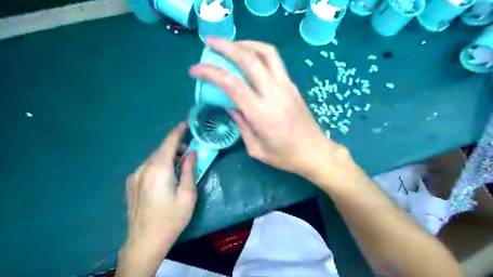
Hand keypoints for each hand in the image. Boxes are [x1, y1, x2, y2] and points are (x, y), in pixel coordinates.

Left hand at [122, 124, 195, 257]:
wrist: (144, 242)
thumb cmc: (171, 218)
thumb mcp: (187, 194)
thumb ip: (189, 170)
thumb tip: (192, 153)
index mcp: (158, 169)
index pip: (169, 142)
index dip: (178, 131)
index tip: (186, 124)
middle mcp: (143, 168)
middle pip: (161, 149)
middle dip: (176, 147)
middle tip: (190, 154)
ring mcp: (134, 176)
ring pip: (154, 158)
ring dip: (168, 157)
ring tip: (180, 166)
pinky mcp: (131, 184)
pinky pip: (148, 167)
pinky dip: (159, 165)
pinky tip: (166, 177)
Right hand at [189, 38, 345, 178]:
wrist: (314, 151)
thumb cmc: (285, 156)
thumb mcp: (256, 148)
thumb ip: (241, 124)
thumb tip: (230, 105)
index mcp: (260, 113)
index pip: (231, 83)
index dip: (210, 72)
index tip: (195, 69)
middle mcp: (273, 93)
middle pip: (249, 59)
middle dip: (226, 45)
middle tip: (210, 41)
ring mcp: (286, 86)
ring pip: (266, 53)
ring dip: (246, 43)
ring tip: (231, 44)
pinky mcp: (292, 85)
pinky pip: (275, 61)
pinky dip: (259, 52)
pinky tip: (250, 56)